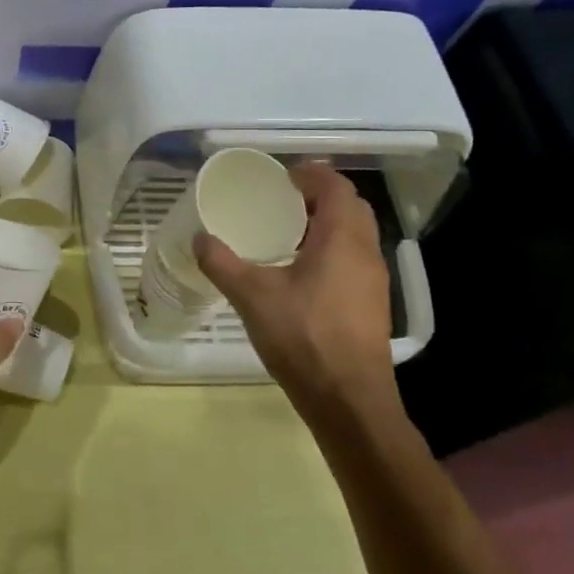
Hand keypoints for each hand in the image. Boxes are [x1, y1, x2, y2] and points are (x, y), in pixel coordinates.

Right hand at [194, 163, 395, 410]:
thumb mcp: (252, 297)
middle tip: (282, 201)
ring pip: (355, 235)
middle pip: (350, 207)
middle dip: (319, 196)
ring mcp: (373, 280)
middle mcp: (365, 252)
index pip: (335, 187)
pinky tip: (301, 273)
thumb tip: (199, 238)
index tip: (281, 176)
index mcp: (341, 239)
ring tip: (287, 234)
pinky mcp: (371, 304)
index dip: (311, 174)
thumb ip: (222, 263)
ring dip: (326, 224)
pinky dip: (331, 250)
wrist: (348, 399)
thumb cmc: (303, 337)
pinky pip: (353, 259)